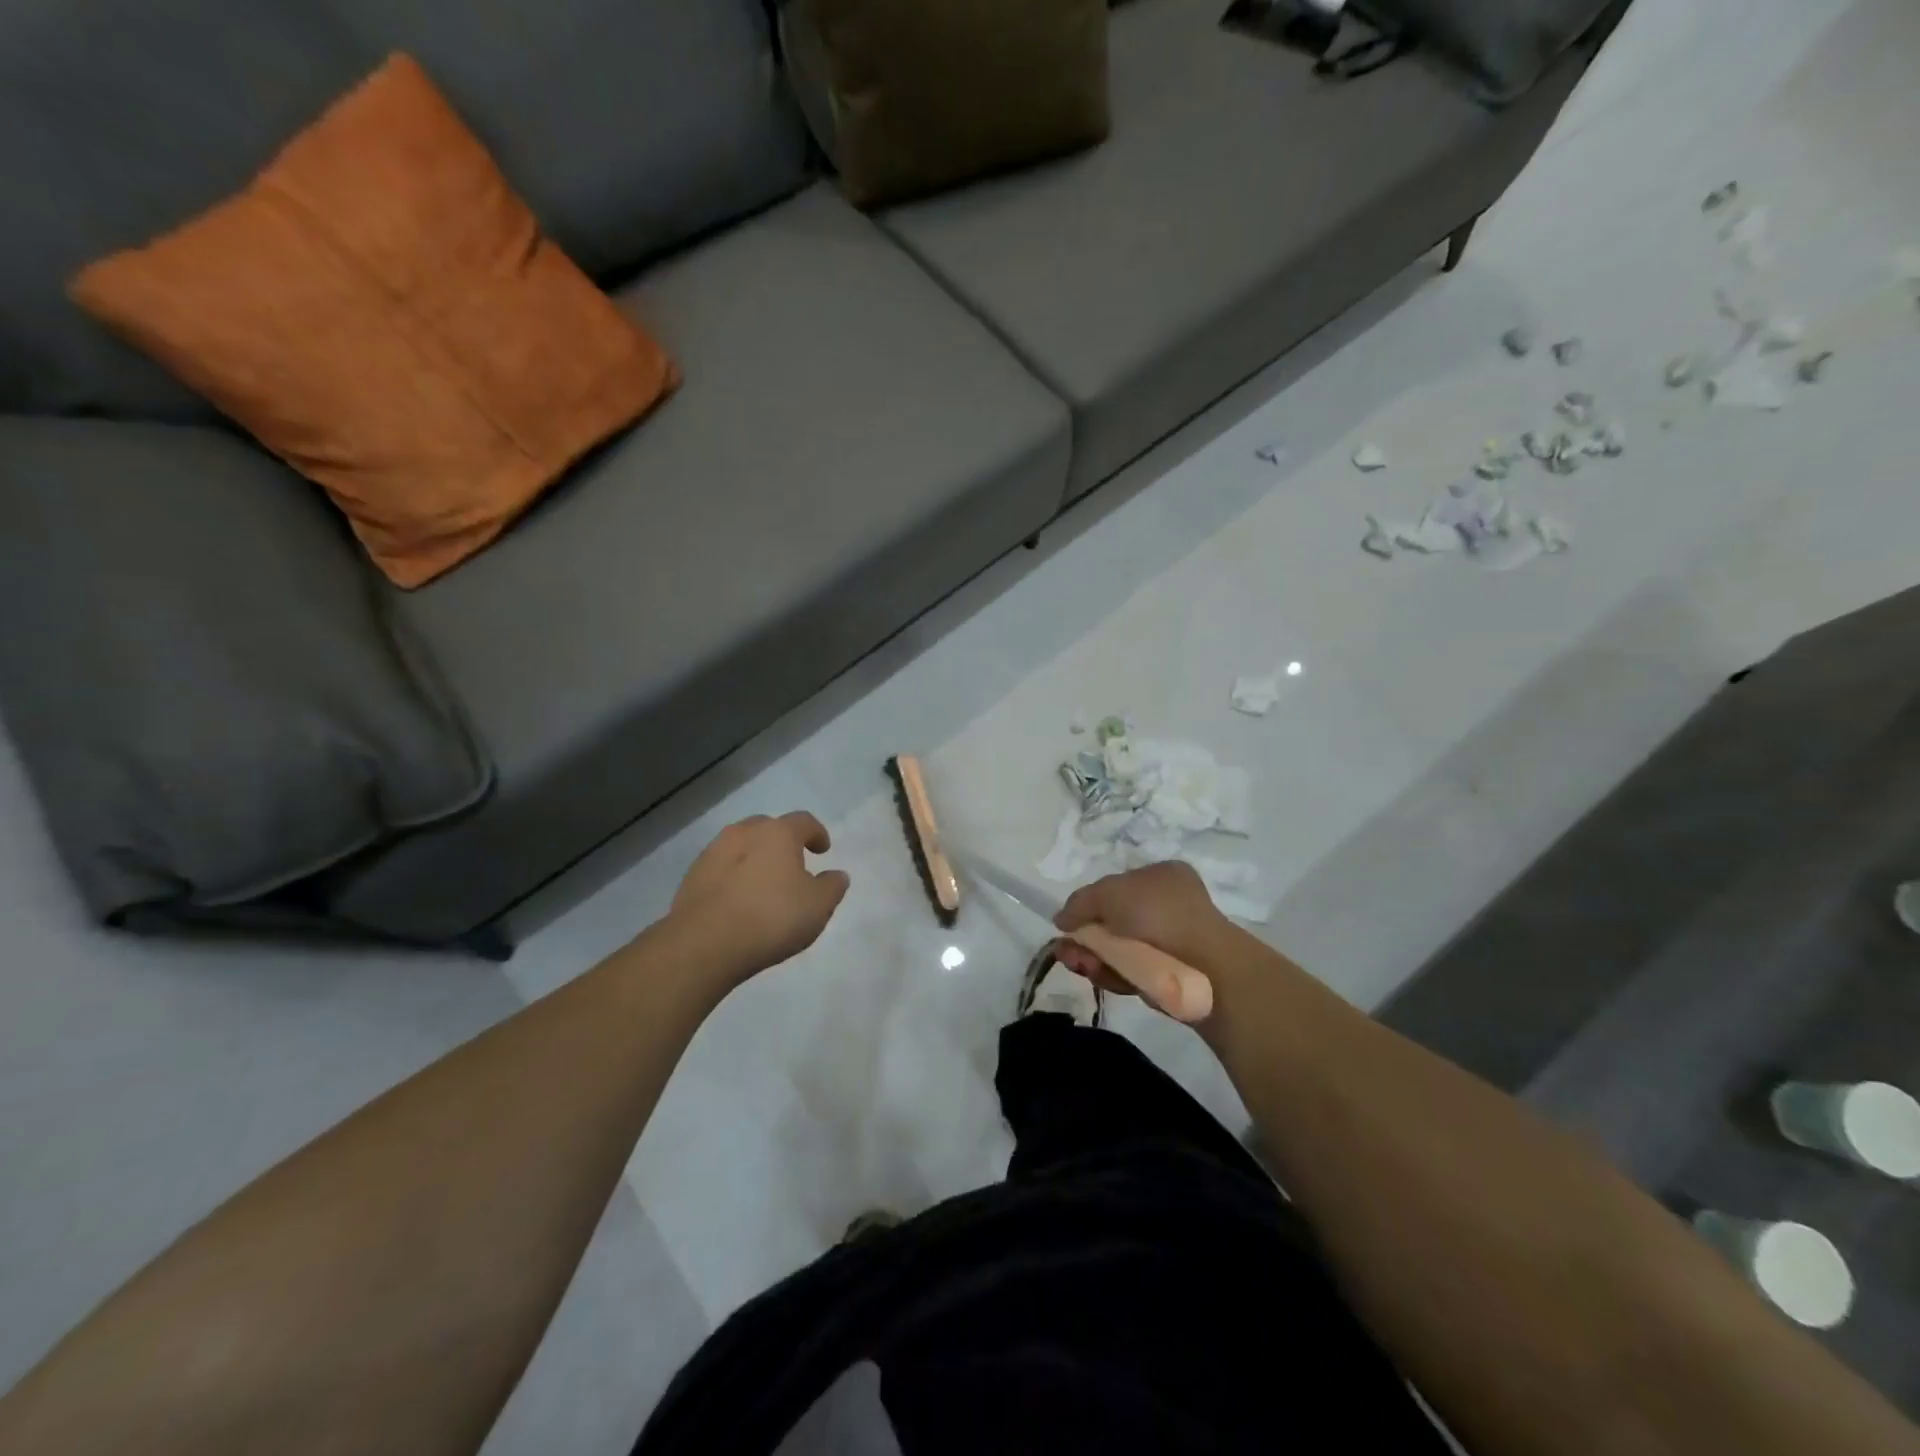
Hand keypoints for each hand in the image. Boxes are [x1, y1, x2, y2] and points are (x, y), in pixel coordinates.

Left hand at [670, 812, 849, 981]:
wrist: (704, 944)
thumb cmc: (771, 918)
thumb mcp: (818, 906)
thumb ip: (832, 886)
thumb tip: (837, 875)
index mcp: (778, 833)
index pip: (804, 821)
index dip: (817, 833)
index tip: (823, 850)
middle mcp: (744, 833)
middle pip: (768, 827)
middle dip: (782, 841)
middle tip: (792, 863)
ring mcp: (713, 852)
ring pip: (741, 845)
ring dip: (755, 857)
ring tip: (763, 883)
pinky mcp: (692, 876)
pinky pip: (721, 867)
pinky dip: (733, 876)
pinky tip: (738, 899)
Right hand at [1052, 861, 1231, 992]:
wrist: (1203, 968)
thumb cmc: (1157, 915)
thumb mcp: (1109, 892)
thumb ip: (1080, 902)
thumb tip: (1061, 920)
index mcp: (1161, 876)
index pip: (1115, 888)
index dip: (1088, 905)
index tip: (1068, 923)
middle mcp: (1166, 906)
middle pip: (1110, 922)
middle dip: (1084, 937)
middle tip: (1066, 951)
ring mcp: (1168, 942)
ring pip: (1116, 949)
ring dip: (1091, 957)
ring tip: (1078, 963)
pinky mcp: (1166, 975)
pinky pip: (1129, 972)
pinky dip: (1110, 974)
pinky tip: (1097, 974)